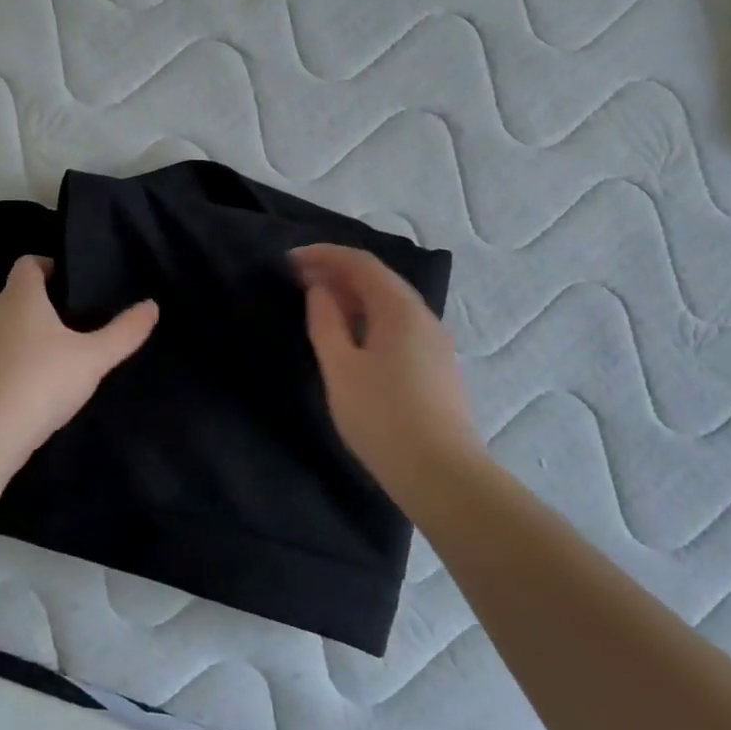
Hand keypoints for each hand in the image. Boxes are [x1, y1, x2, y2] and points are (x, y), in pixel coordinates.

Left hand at [0, 255, 158, 465]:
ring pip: (6, 328)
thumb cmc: (40, 382)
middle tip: (79, 322)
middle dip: (45, 304)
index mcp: (20, 297)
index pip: (28, 263)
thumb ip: (124, 332)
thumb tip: (152, 305)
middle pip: (17, 295)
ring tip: (61, 357)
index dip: (49, 265)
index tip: (73, 283)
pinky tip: (36, 388)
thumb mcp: (92, 358)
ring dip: (29, 336)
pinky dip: (15, 364)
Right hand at [292, 243, 483, 513]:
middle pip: (378, 279)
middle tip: (298, 280)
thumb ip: (326, 322)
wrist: (441, 475)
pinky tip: (351, 337)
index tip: (289, 261)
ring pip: (389, 303)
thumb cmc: (382, 417)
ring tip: (319, 304)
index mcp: (399, 309)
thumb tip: (319, 290)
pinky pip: (398, 325)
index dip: (323, 255)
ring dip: (353, 296)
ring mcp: (435, 342)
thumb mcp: (340, 368)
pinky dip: (369, 317)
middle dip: (337, 272)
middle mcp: (423, 316)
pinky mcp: (436, 366)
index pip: (360, 262)